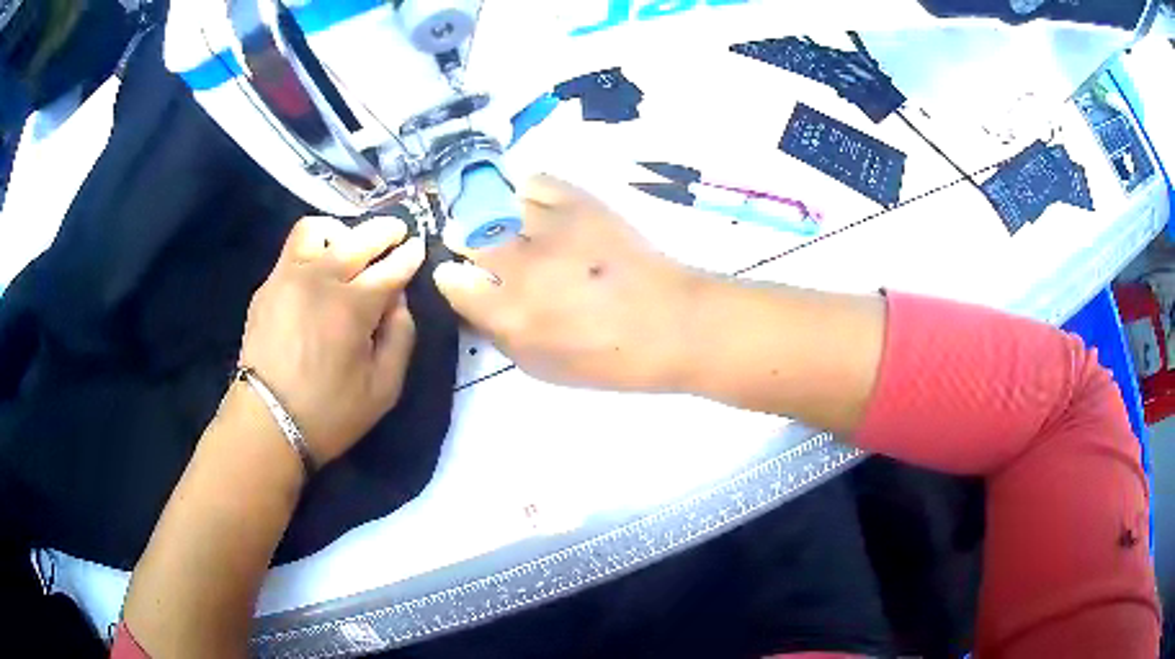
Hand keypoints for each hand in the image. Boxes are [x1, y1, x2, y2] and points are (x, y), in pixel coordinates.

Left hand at [238, 216, 424, 464]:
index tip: (419, 247)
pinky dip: (314, 249)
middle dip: (386, 231)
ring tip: (348, 248)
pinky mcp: (268, 285)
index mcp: (352, 307)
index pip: (391, 267)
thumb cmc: (330, 413)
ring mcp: (288, 276)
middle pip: (360, 237)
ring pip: (318, 228)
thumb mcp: (384, 389)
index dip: (410, 255)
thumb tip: (399, 300)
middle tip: (397, 235)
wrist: (267, 423)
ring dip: (341, 232)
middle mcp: (320, 279)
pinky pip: (293, 249)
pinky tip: (319, 271)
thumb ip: (402, 337)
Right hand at [434, 175, 699, 390]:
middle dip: (466, 243)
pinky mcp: (579, 200)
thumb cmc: (607, 358)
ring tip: (507, 227)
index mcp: (510, 315)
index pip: (451, 279)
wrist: (673, 324)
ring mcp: (551, 226)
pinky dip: (523, 193)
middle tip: (482, 251)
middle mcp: (521, 265)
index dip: (454, 278)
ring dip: (492, 216)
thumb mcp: (539, 367)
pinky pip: (532, 181)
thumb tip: (472, 297)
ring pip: (494, 203)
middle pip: (465, 234)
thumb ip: (496, 331)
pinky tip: (531, 208)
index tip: (465, 279)